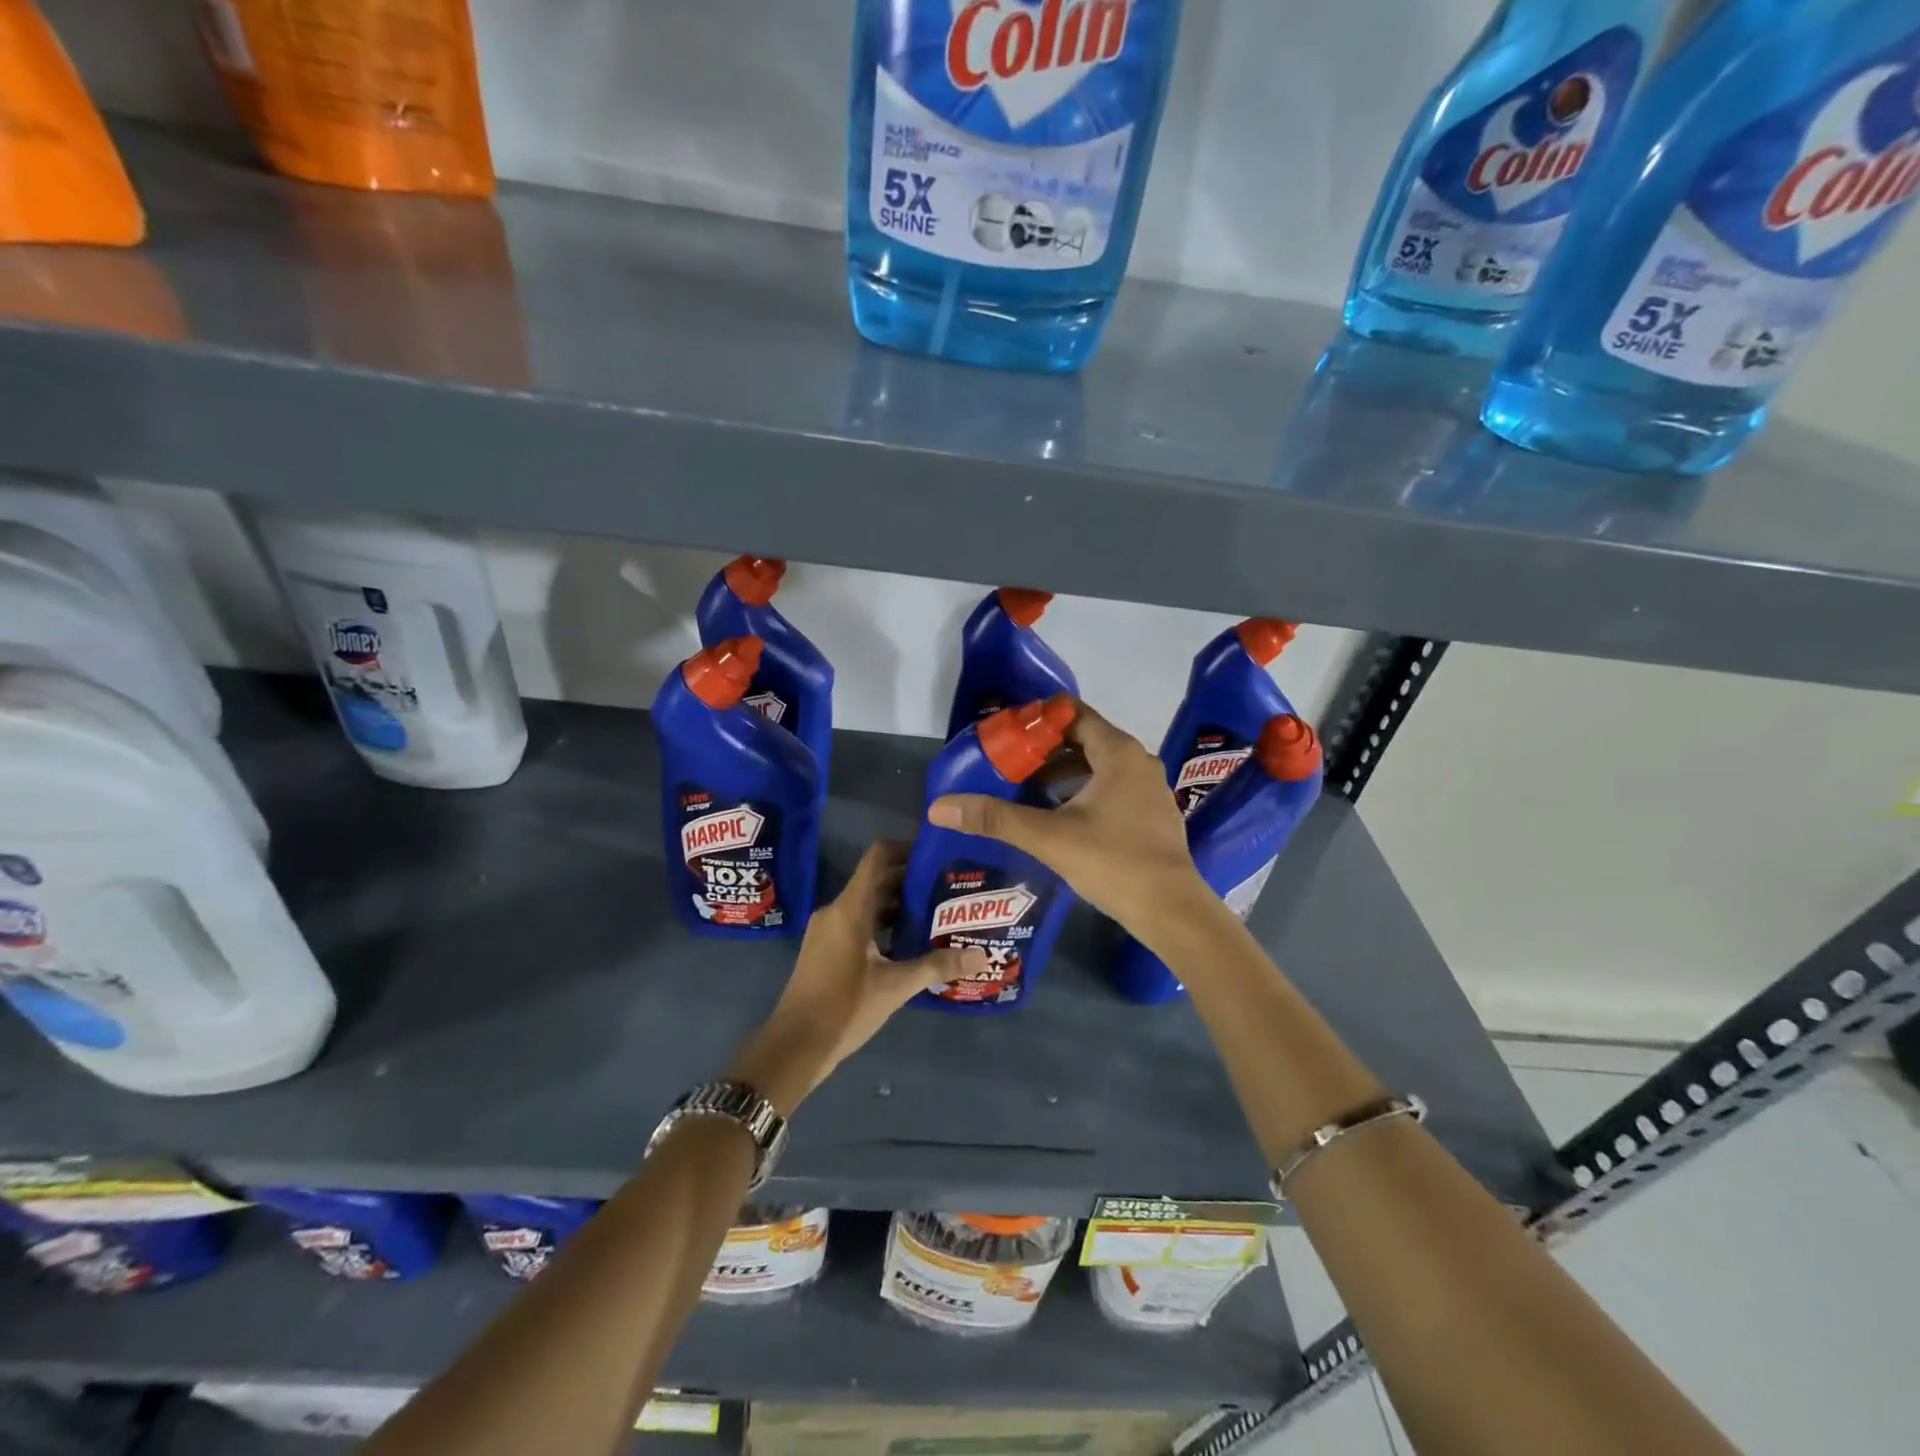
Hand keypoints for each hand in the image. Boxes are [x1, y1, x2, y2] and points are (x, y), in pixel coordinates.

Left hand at [727, 842, 982, 1114]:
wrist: (795, 1046)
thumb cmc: (844, 1007)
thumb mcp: (896, 987)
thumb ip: (937, 966)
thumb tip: (981, 956)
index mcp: (850, 909)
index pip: (878, 858)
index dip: (906, 849)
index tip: (936, 853)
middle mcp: (836, 911)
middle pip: (876, 880)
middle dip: (910, 881)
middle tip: (947, 886)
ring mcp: (828, 930)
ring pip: (868, 904)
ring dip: (898, 905)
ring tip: (936, 912)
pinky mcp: (826, 949)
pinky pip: (858, 922)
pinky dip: (883, 924)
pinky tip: (909, 941)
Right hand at [927, 699, 1209, 937]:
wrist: (1172, 911)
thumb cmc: (1113, 863)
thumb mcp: (1049, 838)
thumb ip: (995, 819)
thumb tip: (940, 807)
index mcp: (1118, 752)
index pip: (1073, 713)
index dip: (1037, 719)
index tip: (1006, 735)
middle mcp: (1138, 761)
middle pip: (1084, 738)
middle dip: (1044, 749)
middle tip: (1007, 763)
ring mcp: (1148, 788)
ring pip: (1098, 766)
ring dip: (1062, 773)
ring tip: (1025, 789)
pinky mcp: (1151, 814)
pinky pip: (1111, 787)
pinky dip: (1082, 791)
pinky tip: (1059, 816)